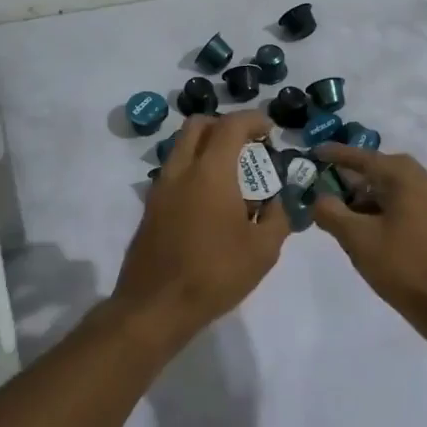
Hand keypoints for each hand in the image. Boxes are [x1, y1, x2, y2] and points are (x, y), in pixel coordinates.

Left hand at [112, 111, 290, 329]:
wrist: (156, 306)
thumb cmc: (215, 274)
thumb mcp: (263, 250)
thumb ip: (277, 217)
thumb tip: (276, 201)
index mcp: (210, 172)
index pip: (231, 126)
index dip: (253, 120)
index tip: (269, 130)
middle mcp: (181, 170)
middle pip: (198, 126)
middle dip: (225, 126)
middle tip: (248, 146)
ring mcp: (160, 188)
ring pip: (181, 148)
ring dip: (206, 148)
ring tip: (232, 176)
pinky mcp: (150, 207)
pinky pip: (174, 172)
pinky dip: (193, 170)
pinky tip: (211, 202)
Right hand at [311, 145, 426, 344]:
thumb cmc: (403, 266)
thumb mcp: (358, 238)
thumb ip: (331, 212)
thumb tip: (318, 198)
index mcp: (405, 179)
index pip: (365, 158)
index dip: (337, 155)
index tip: (314, 152)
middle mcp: (424, 183)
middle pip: (382, 169)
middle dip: (354, 175)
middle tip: (330, 183)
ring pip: (395, 189)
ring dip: (368, 194)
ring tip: (343, 211)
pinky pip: (405, 205)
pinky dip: (383, 208)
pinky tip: (368, 229)